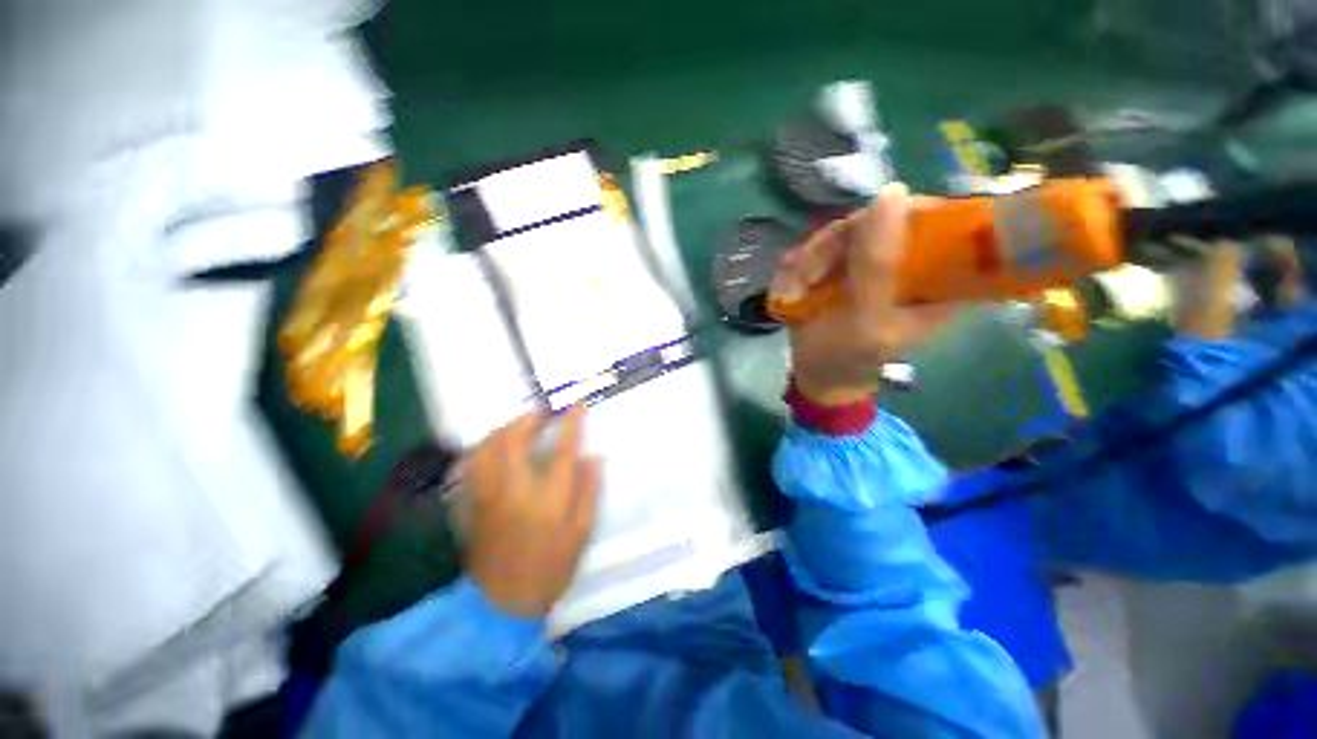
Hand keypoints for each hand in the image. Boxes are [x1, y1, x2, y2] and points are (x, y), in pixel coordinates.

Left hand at [463, 405, 600, 617]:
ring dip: (505, 428)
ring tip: (519, 425)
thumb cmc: (550, 567)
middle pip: (515, 438)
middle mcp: (515, 487)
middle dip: (529, 418)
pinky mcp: (473, 502)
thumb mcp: (580, 533)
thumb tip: (594, 457)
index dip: (572, 421)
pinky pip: (473, 463)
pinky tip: (493, 446)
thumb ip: (588, 491)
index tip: (578, 404)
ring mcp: (489, 493)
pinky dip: (484, 446)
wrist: (502, 603)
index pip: (563, 447)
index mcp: (548, 496)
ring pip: (489, 446)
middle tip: (542, 414)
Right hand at [770, 183, 953, 404]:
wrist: (814, 375)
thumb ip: (879, 263)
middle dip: (834, 247)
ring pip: (841, 233)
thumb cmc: (848, 357)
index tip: (858, 237)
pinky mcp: (839, 267)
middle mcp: (906, 262)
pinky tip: (789, 289)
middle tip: (808, 276)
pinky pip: (817, 248)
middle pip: (878, 221)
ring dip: (808, 262)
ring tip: (793, 292)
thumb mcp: (868, 318)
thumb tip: (892, 190)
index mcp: (938, 276)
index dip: (900, 214)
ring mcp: (868, 262)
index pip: (937, 219)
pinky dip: (797, 268)